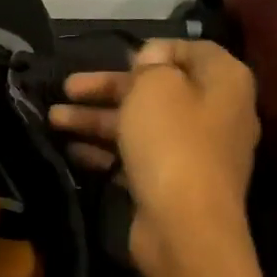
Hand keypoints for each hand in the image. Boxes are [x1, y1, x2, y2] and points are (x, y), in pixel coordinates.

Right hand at [50, 40, 258, 276]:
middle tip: (66, 88)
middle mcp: (215, 113)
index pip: (191, 50)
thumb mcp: (156, 87)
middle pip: (157, 91)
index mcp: (224, 82)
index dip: (151, 50)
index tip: (114, 56)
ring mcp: (194, 152)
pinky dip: (106, 151)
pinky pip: (136, 157)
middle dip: (107, 88)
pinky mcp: (172, 183)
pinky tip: (72, 151)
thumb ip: (151, 64)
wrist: (183, 226)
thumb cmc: (172, 143)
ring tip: (53, 119)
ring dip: (96, 119)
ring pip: (140, 125)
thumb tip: (151, 60)